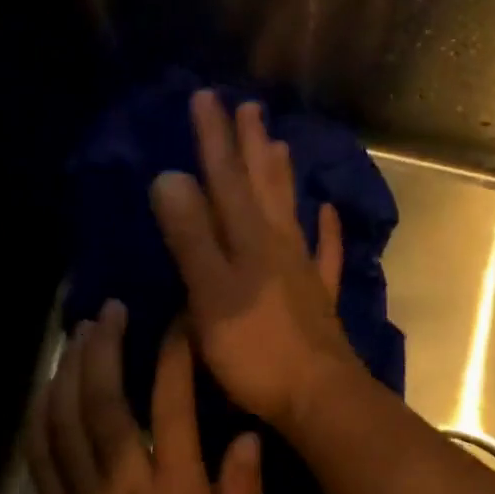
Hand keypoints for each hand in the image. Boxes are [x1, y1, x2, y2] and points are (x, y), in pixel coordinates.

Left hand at [25, 299, 262, 493]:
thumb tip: (248, 437)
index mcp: (173, 490)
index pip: (171, 405)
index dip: (173, 354)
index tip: (178, 318)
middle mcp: (122, 482)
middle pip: (104, 399)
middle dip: (105, 346)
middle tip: (109, 309)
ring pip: (65, 420)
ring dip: (70, 369)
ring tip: (78, 332)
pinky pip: (40, 456)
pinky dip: (40, 415)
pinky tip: (47, 389)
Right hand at [149, 90, 355, 430]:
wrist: (318, 396)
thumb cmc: (255, 349)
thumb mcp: (209, 292)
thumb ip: (191, 236)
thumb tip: (169, 176)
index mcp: (249, 239)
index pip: (225, 177)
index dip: (213, 138)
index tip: (205, 97)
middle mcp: (278, 244)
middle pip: (261, 184)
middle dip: (249, 144)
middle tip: (248, 105)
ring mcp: (302, 269)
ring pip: (289, 209)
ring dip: (281, 174)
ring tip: (279, 142)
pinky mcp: (317, 297)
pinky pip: (324, 252)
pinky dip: (325, 229)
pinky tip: (325, 212)